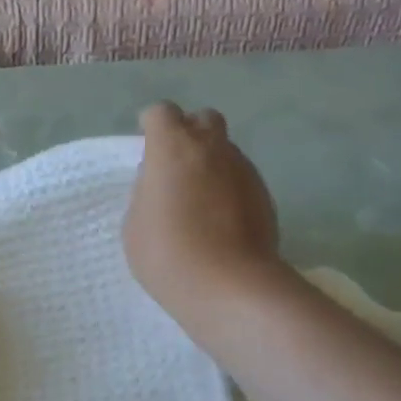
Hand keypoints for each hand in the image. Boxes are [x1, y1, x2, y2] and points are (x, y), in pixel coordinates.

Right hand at [125, 103, 283, 326]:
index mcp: (173, 147)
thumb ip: (146, 192)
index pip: (161, 113)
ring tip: (199, 201)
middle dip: (190, 133)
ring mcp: (244, 170)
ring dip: (211, 163)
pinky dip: (229, 189)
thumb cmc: (168, 254)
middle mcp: (212, 148)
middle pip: (204, 119)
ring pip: (226, 150)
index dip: (152, 125)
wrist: (229, 287)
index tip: (147, 145)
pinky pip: (241, 179)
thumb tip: (161, 184)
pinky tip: (221, 221)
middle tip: (177, 166)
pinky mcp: (265, 195)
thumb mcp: (135, 224)